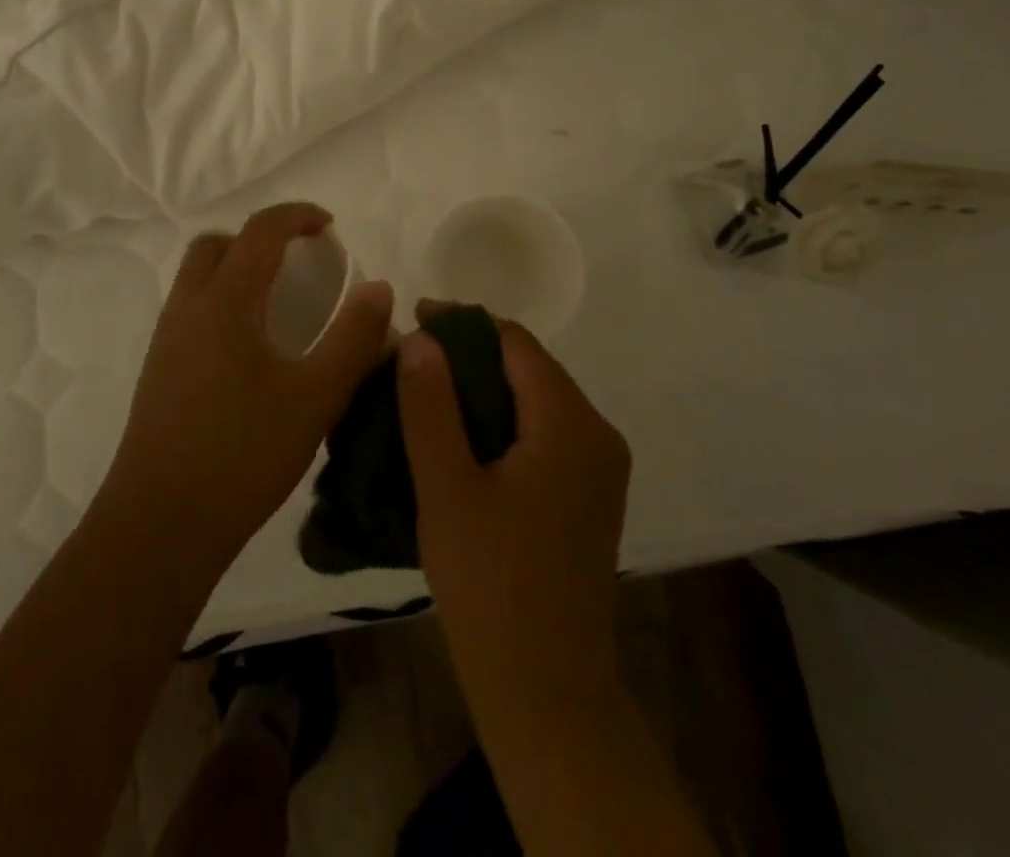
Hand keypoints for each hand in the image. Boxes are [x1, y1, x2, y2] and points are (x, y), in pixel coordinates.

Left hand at [98, 203, 394, 578]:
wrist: (161, 522)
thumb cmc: (244, 453)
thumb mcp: (316, 396)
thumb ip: (353, 337)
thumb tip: (378, 287)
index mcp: (225, 301)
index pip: (260, 231)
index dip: (296, 216)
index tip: (328, 225)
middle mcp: (188, 307)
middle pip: (217, 244)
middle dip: (259, 238)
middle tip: (299, 262)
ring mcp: (166, 339)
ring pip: (198, 277)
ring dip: (237, 269)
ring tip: (279, 303)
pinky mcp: (158, 369)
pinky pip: (191, 309)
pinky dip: (222, 301)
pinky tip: (251, 349)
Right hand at [397, 304, 630, 717]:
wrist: (546, 692)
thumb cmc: (490, 585)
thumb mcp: (445, 487)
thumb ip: (429, 405)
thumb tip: (420, 337)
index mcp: (571, 424)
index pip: (516, 342)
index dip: (462, 322)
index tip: (414, 318)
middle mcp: (597, 435)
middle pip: (529, 367)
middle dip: (469, 354)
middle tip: (411, 359)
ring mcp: (598, 468)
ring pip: (534, 399)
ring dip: (482, 388)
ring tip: (425, 391)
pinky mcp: (588, 495)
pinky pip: (542, 432)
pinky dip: (500, 420)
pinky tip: (459, 435)